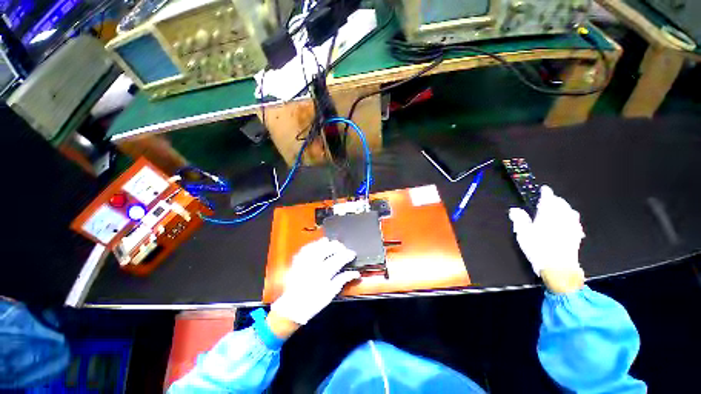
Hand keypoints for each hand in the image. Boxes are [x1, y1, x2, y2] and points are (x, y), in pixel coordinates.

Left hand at [271, 238, 359, 324]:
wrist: (292, 308)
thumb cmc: (313, 302)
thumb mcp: (331, 293)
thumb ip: (342, 280)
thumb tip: (355, 273)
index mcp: (323, 273)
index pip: (339, 259)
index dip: (347, 254)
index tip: (352, 254)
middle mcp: (314, 264)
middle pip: (328, 248)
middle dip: (337, 246)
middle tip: (343, 248)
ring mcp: (304, 261)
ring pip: (317, 246)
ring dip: (326, 243)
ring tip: (331, 243)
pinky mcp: (297, 261)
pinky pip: (305, 248)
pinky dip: (313, 245)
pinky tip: (317, 245)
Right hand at [509, 186, 584, 292]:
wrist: (559, 267)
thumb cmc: (538, 248)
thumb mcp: (523, 233)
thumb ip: (519, 219)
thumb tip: (514, 209)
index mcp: (548, 214)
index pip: (549, 199)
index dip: (546, 193)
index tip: (544, 189)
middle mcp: (562, 217)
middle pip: (561, 203)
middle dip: (555, 200)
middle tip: (549, 199)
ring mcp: (571, 226)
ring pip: (570, 211)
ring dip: (565, 207)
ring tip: (560, 208)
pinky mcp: (577, 235)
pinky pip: (576, 222)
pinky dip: (571, 218)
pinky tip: (570, 221)